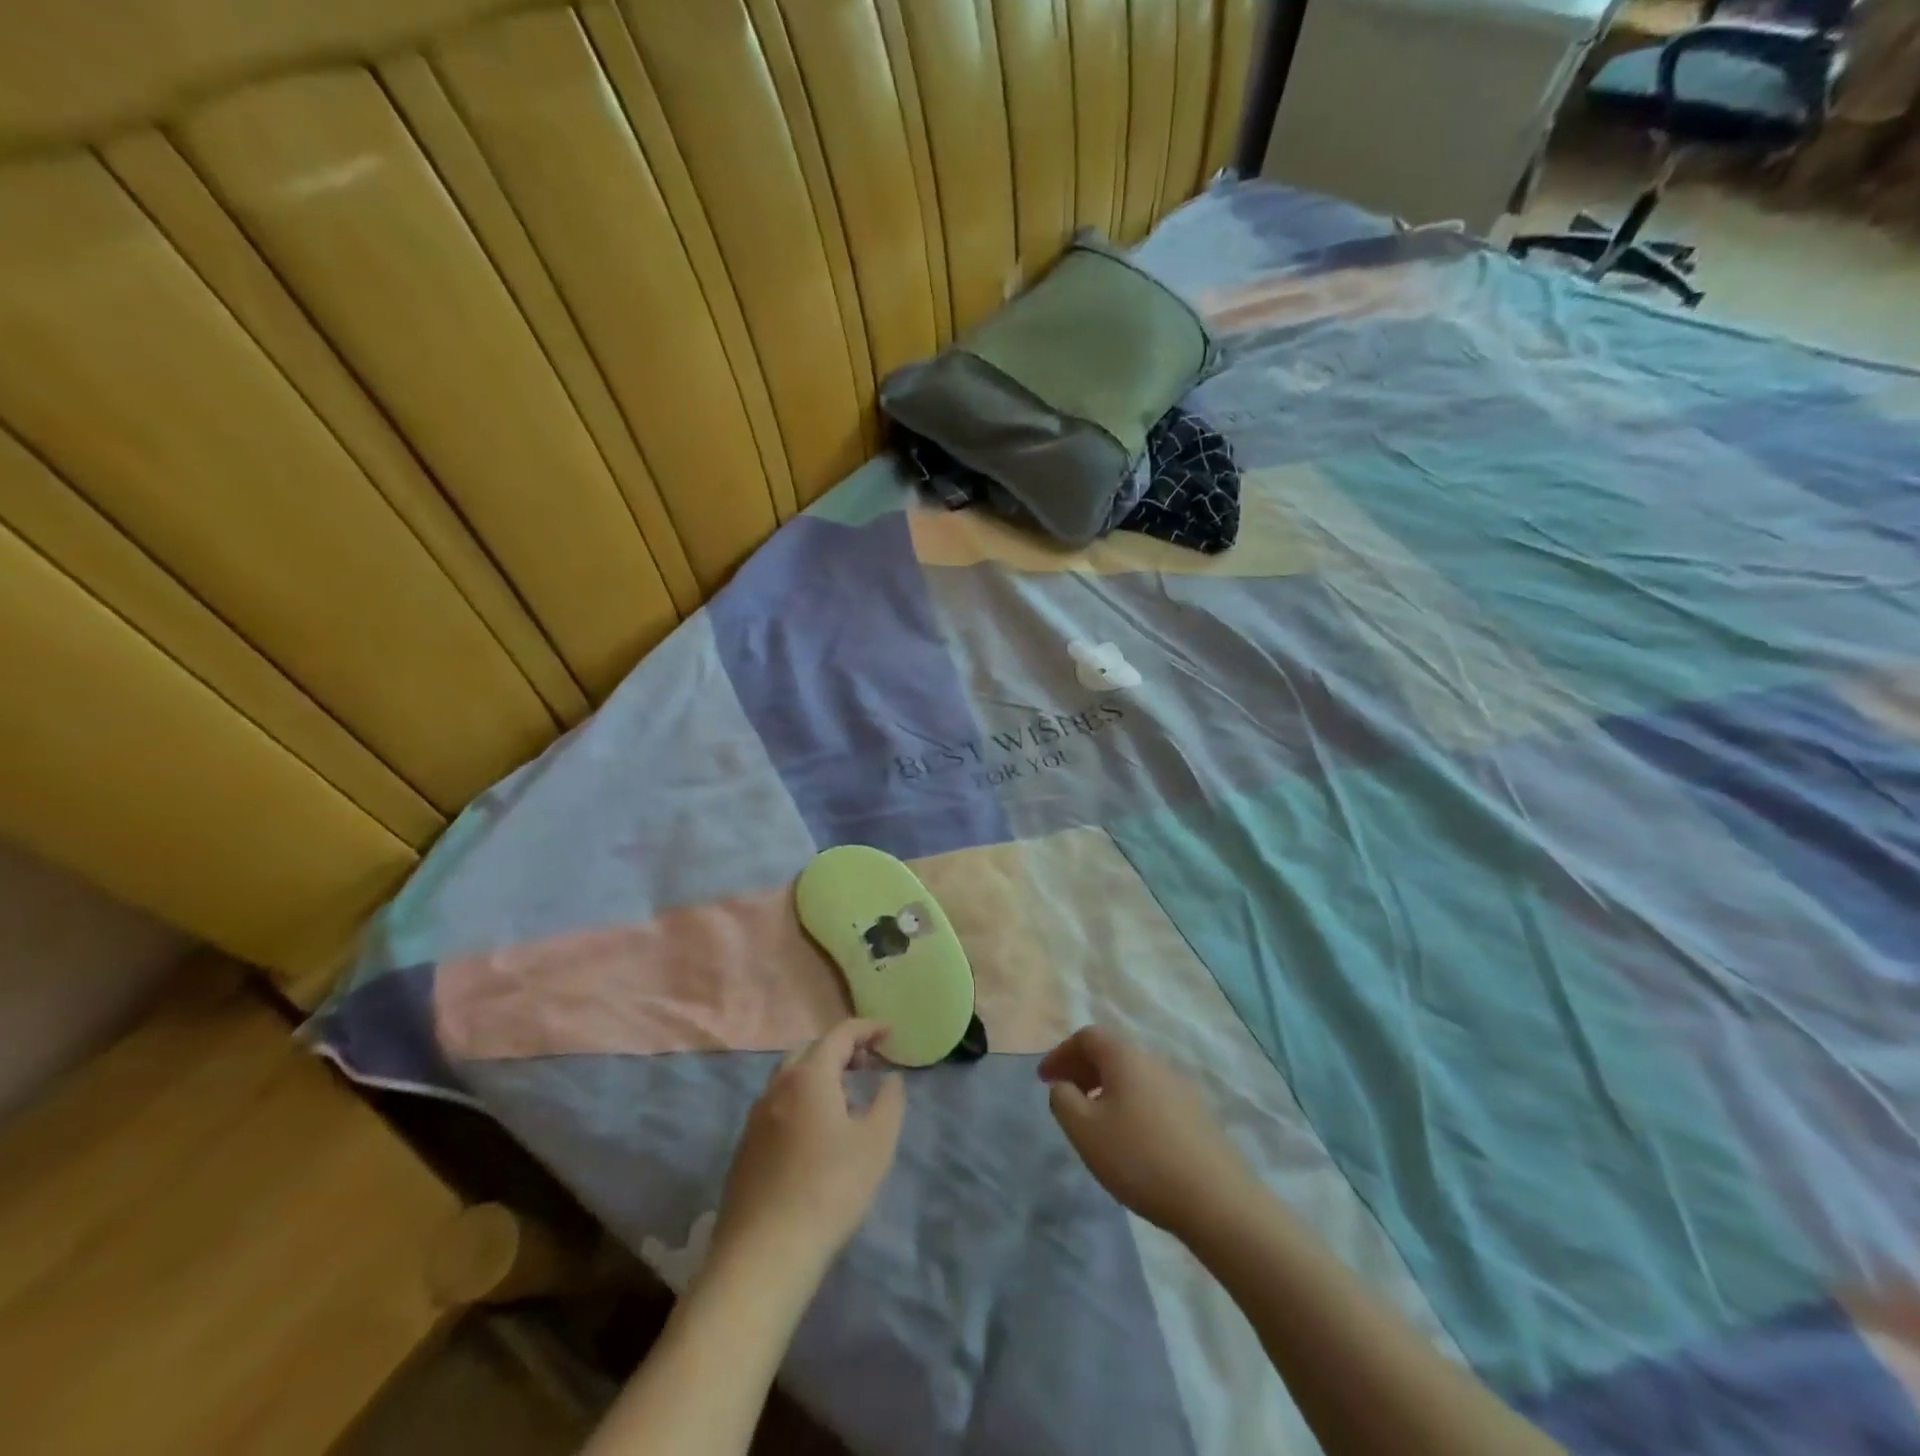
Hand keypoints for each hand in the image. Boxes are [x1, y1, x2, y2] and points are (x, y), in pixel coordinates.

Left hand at [711, 1019, 905, 1276]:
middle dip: (840, 1048)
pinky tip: (817, 1131)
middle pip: (810, 1050)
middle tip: (867, 1062)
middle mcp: (777, 1086)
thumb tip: (890, 1079)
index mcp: (809, 1076)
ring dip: (819, 1074)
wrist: (763, 1254)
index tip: (889, 1031)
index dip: (867, 1028)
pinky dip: (802, 1099)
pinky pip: (778, 1104)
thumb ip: (889, 1102)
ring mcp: (756, 1116)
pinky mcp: (746, 1146)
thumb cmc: (829, 1190)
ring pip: (790, 1077)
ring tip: (845, 1095)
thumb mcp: (876, 1144)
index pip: (840, 1034)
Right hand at [1039, 1025, 1256, 1238]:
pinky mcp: (1197, 1115)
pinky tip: (1129, 1139)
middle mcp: (1154, 1061)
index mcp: (1125, 1057)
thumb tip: (1063, 1085)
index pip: (1087, 1036)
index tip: (1044, 1079)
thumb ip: (1063, 1101)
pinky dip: (1130, 1104)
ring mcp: (1180, 1087)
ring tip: (1094, 1121)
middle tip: (1064, 1097)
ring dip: (1106, 1088)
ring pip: (1133, 1075)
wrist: (1216, 1200)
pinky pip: (1152, 1096)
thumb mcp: (1085, 1131)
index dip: (1061, 1053)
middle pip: (1111, 1052)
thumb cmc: (1140, 1158)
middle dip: (1082, 1069)